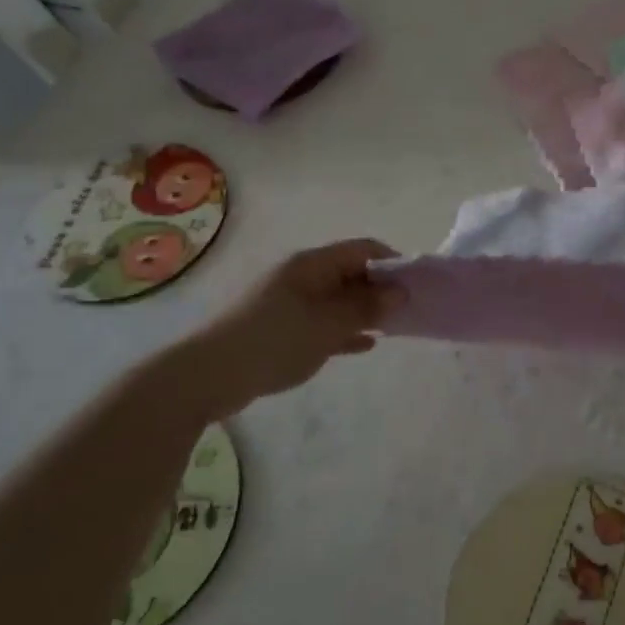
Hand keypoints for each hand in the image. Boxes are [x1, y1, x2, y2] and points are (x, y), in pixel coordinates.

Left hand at [165, 239, 405, 414]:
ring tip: (395, 328)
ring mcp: (291, 302)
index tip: (416, 286)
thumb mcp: (327, 325)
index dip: (393, 262)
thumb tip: (400, 291)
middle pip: (352, 273)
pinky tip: (365, 345)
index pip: (363, 249)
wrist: (207, 375)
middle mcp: (303, 276)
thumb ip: (365, 308)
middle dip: (382, 289)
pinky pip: (323, 322)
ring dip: (365, 311)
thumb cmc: (273, 341)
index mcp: (313, 264)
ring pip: (339, 299)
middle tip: (409, 311)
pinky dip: (345, 329)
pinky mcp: (282, 328)